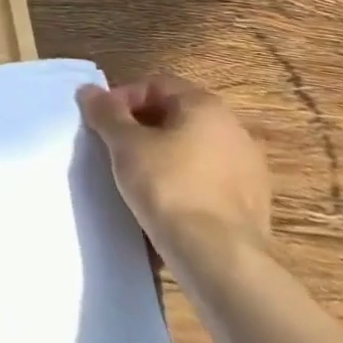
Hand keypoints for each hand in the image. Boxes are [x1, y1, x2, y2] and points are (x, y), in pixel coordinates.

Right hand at [77, 75, 270, 267]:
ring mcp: (249, 168)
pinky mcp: (254, 204)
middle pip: (176, 114)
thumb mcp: (124, 143)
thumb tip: (89, 91)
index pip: (155, 85)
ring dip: (164, 153)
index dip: (122, 98)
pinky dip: (185, 180)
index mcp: (206, 106)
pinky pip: (208, 178)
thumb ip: (105, 112)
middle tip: (115, 146)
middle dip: (142, 126)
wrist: (218, 257)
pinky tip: (165, 200)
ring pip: (193, 148)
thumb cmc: (167, 185)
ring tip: (137, 175)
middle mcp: (234, 129)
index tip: (102, 122)